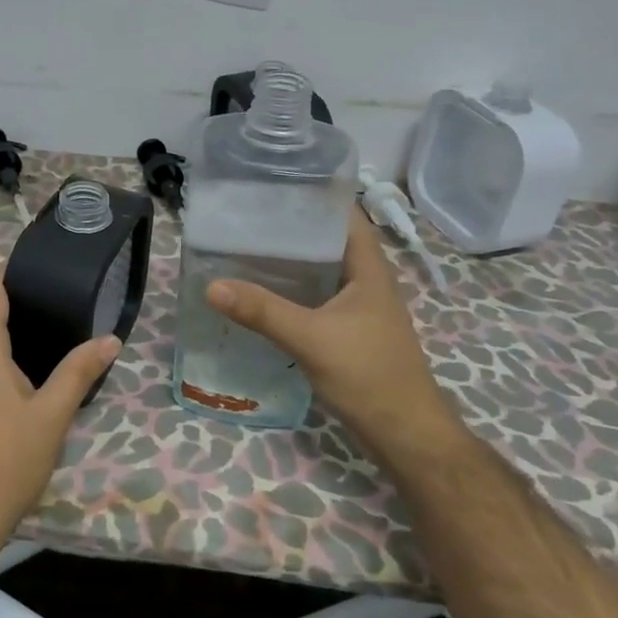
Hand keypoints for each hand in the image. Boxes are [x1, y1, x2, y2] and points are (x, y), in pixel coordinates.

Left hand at [0, 266, 120, 562]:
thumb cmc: (7, 461)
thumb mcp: (52, 416)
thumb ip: (79, 372)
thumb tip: (110, 339)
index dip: (5, 272)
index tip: (32, 261)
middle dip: (18, 308)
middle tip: (60, 304)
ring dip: (10, 339)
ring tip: (51, 338)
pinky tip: (26, 381)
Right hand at [205, 206, 469, 464]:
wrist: (405, 433)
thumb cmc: (368, 374)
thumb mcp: (311, 338)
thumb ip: (263, 311)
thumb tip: (212, 285)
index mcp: (368, 267)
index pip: (343, 213)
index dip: (313, 194)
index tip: (271, 183)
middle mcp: (365, 279)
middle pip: (326, 240)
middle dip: (288, 227)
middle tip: (243, 217)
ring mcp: (358, 306)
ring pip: (319, 271)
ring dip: (288, 262)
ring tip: (243, 249)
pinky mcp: (348, 330)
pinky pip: (315, 298)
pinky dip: (290, 291)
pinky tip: (260, 296)